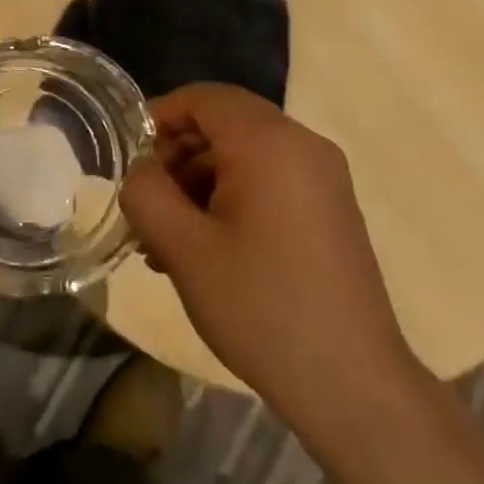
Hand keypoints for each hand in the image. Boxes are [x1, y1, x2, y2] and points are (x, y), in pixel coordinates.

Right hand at [120, 83, 417, 434]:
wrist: (353, 385)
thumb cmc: (261, 307)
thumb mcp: (184, 248)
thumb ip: (145, 193)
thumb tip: (140, 170)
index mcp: (270, 142)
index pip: (203, 97)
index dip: (159, 117)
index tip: (129, 157)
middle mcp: (303, 145)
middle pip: (224, 123)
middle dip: (177, 156)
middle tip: (147, 205)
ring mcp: (324, 178)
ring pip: (245, 154)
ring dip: (200, 183)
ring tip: (168, 239)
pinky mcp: (331, 209)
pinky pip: (270, 180)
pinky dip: (232, 198)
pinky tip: (207, 248)